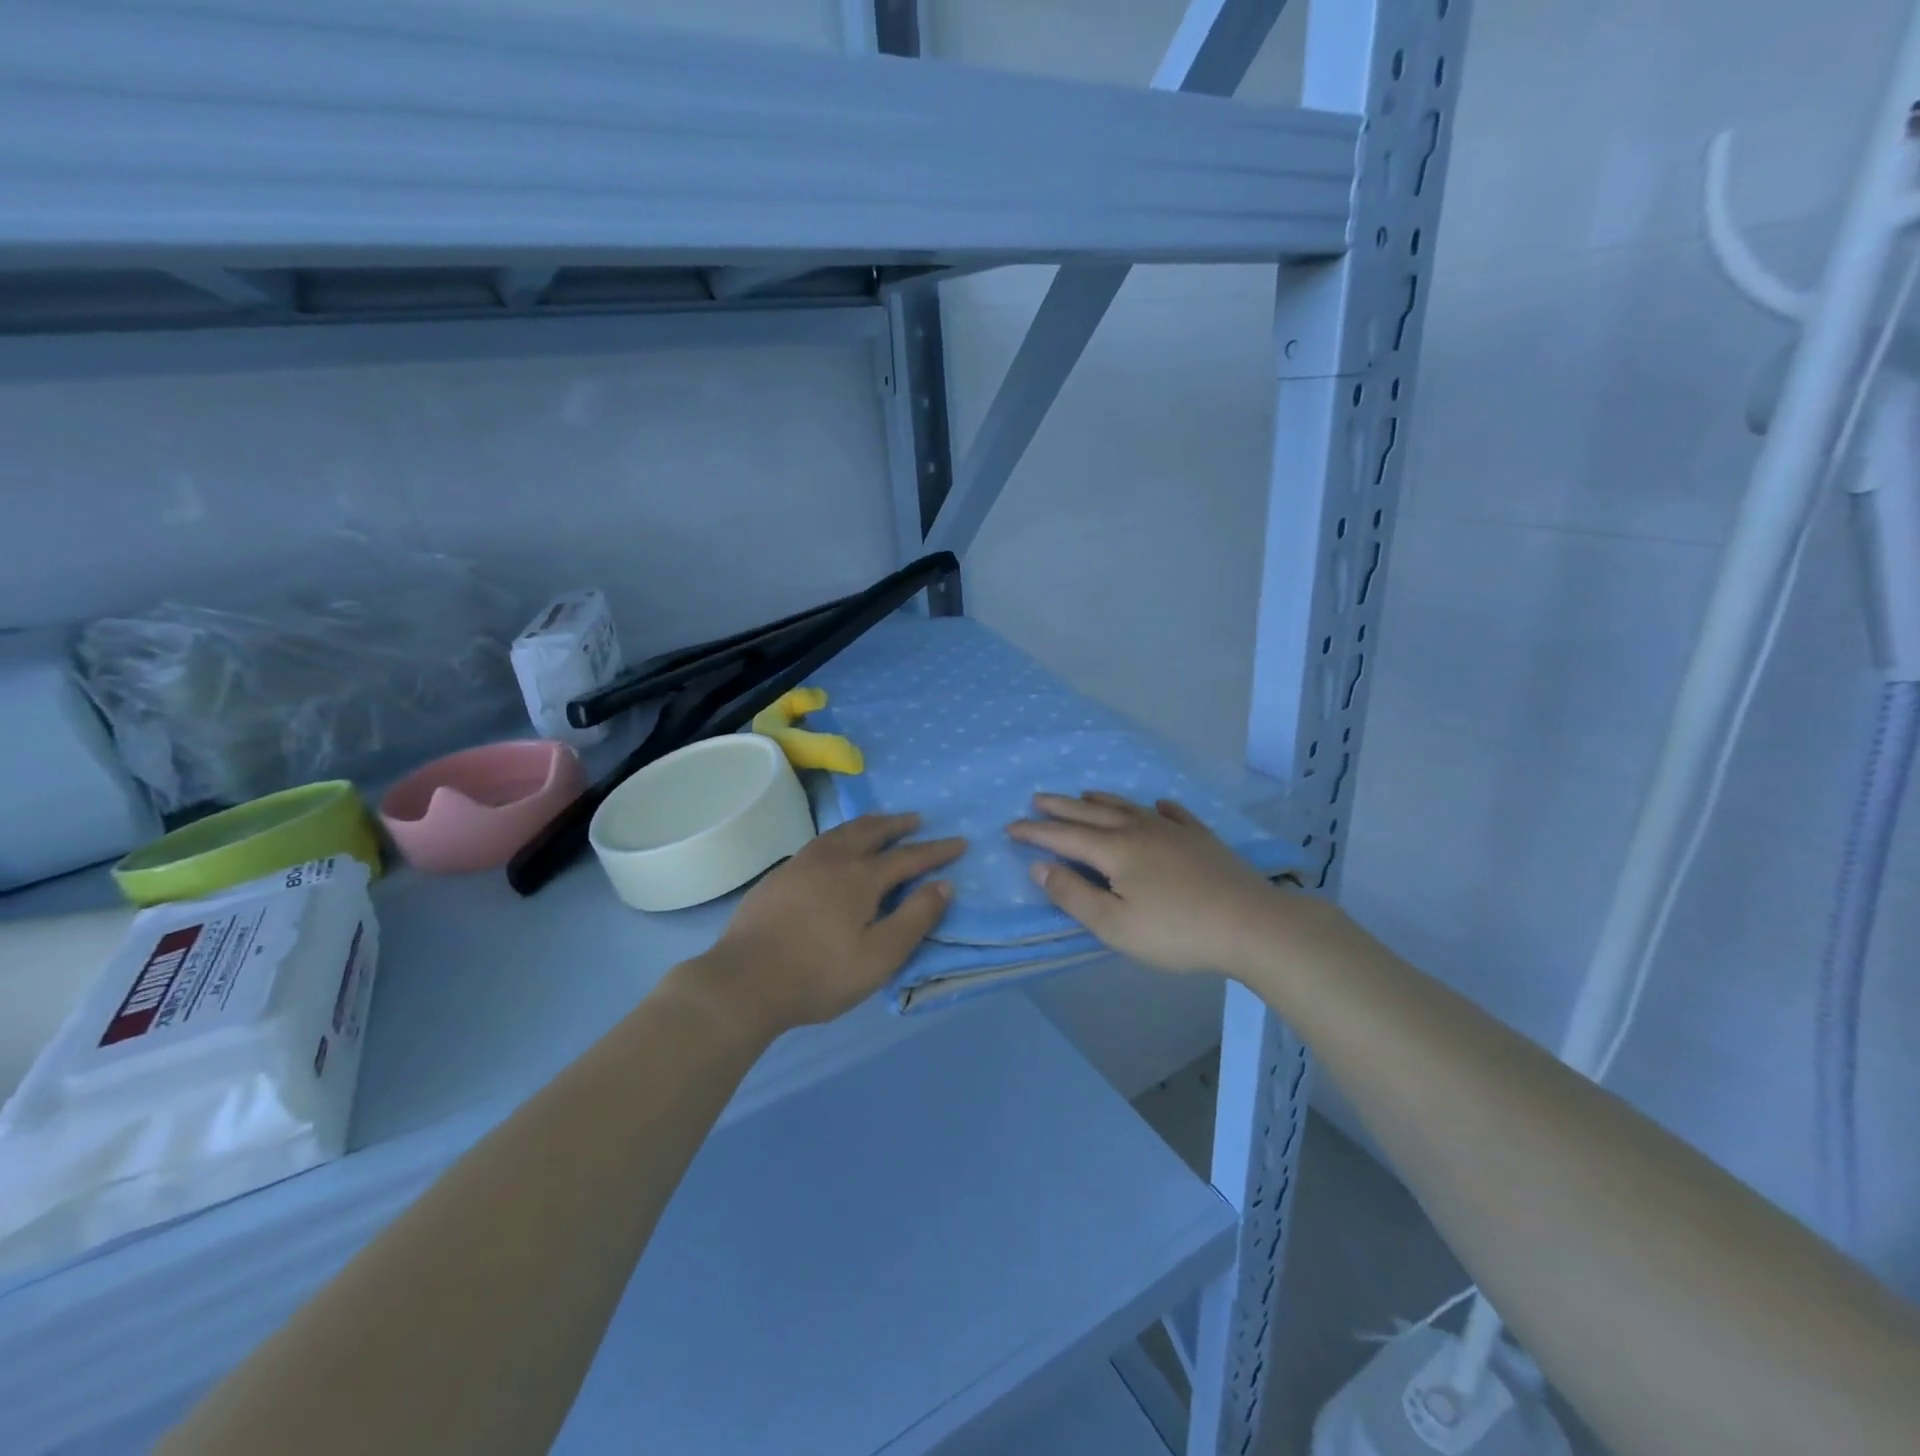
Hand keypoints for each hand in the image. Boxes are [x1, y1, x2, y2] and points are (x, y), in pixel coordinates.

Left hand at [683, 813, 965, 1038]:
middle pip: (872, 831)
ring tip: (879, 822)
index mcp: (861, 877)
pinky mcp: (779, 876)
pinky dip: (839, 836)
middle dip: (898, 824)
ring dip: (867, 824)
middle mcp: (833, 859)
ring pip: (841, 832)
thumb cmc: (820, 973)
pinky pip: (819, 842)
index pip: (909, 856)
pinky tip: (834, 848)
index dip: (937, 850)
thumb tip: (944, 884)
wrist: (744, 981)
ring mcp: (801, 864)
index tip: (959, 842)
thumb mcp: (880, 956)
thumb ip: (915, 918)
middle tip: (917, 819)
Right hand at [1007, 792, 1285, 976]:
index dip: (1035, 832)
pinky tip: (1158, 805)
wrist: (1251, 924)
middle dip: (1061, 807)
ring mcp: (1174, 831)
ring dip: (1101, 801)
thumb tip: (1039, 866)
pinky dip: (1158, 808)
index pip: (1064, 837)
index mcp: (1115, 850)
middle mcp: (1140, 830)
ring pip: (1129, 807)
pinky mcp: (1202, 839)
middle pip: (1091, 814)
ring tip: (1084, 795)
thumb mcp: (1114, 925)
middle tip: (1037, 798)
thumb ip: (1073, 895)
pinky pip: (1174, 814)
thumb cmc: (1176, 931)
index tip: (1010, 827)